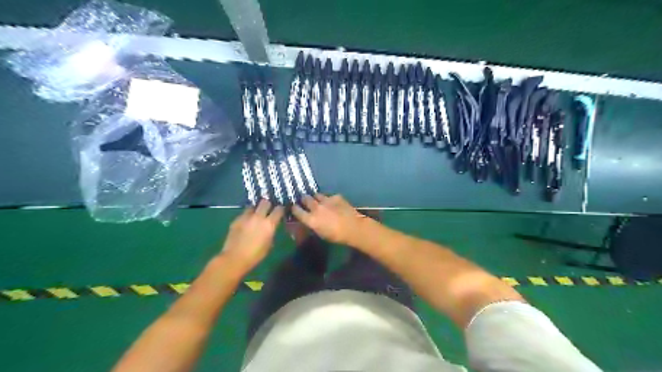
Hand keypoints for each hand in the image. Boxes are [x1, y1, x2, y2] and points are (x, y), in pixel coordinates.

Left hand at [221, 200, 282, 272]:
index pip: (279, 209)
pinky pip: (243, 214)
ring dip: (255, 210)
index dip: (280, 209)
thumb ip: (271, 232)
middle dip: (267, 205)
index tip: (280, 212)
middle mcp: (258, 217)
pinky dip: (246, 217)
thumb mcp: (269, 244)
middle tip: (267, 210)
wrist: (235, 258)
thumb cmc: (256, 255)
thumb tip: (271, 227)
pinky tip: (245, 224)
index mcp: (269, 223)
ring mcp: (246, 217)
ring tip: (255, 216)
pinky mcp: (236, 220)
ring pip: (252, 206)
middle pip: (265, 202)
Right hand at [293, 193, 369, 245]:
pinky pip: (329, 196)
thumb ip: (312, 225)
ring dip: (316, 198)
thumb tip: (308, 220)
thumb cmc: (336, 236)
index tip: (294, 208)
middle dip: (304, 199)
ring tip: (319, 201)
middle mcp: (316, 207)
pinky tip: (334, 203)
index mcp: (310, 219)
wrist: (353, 228)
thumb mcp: (320, 233)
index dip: (294, 208)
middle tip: (305, 202)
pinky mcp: (336, 197)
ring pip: (317, 195)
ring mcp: (326, 200)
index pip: (296, 210)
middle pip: (305, 198)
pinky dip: (329, 199)